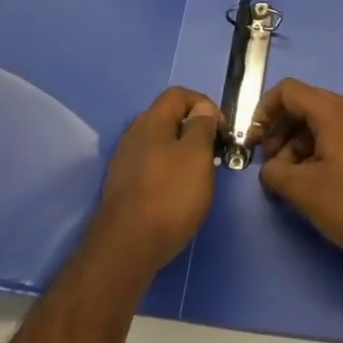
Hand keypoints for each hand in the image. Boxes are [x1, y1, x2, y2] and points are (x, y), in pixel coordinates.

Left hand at [92, 87, 219, 271]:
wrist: (126, 248)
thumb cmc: (169, 196)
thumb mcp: (197, 156)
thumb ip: (201, 127)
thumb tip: (202, 109)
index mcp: (152, 123)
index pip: (178, 95)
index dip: (204, 104)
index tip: (222, 129)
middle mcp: (133, 136)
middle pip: (165, 118)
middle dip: (191, 128)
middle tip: (212, 151)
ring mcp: (123, 162)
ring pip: (156, 144)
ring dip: (179, 151)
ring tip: (197, 174)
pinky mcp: (121, 188)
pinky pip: (148, 166)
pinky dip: (166, 170)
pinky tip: (176, 192)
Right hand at [253, 79, 342, 257]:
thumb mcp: (305, 191)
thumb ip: (276, 174)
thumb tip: (271, 169)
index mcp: (331, 112)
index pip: (287, 91)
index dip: (263, 112)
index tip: (254, 143)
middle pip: (303, 107)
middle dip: (279, 133)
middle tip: (272, 167)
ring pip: (319, 126)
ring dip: (297, 147)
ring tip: (291, 183)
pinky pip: (336, 140)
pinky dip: (317, 154)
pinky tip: (316, 186)